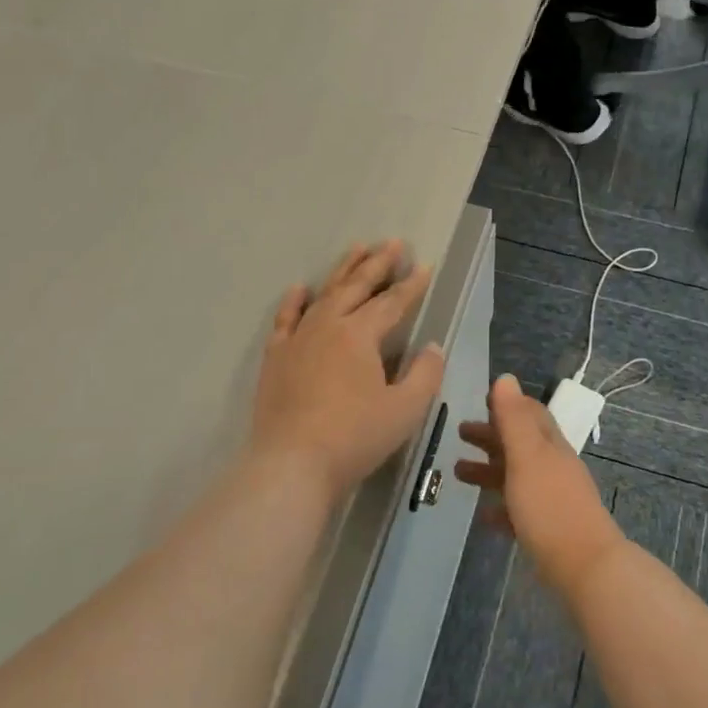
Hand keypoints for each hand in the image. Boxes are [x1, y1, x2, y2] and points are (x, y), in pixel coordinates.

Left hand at [249, 241, 445, 501]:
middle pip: (356, 287)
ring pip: (323, 294)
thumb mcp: (405, 409)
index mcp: (360, 335)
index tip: (425, 265)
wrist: (291, 464)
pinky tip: (299, 289)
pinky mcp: (276, 358)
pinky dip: (294, 301)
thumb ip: (425, 374)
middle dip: (377, 263)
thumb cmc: (355, 437)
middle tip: (392, 242)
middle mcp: (328, 326)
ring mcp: (298, 340)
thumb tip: (432, 347)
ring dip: (342, 271)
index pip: (392, 302)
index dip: (411, 284)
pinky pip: (285, 320)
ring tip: (356, 249)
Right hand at [457, 376, 627, 599]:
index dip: (508, 404)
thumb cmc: (550, 505)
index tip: (482, 400)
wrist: (584, 566)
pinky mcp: (548, 529)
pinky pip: (520, 511)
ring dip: (488, 470)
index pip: (531, 413)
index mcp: (549, 445)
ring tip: (457, 473)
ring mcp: (552, 499)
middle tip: (460, 432)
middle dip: (491, 435)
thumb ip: (514, 419)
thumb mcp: (527, 457)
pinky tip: (482, 516)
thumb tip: (505, 378)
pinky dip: (500, 507)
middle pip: (520, 443)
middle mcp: (553, 467)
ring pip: (516, 476)